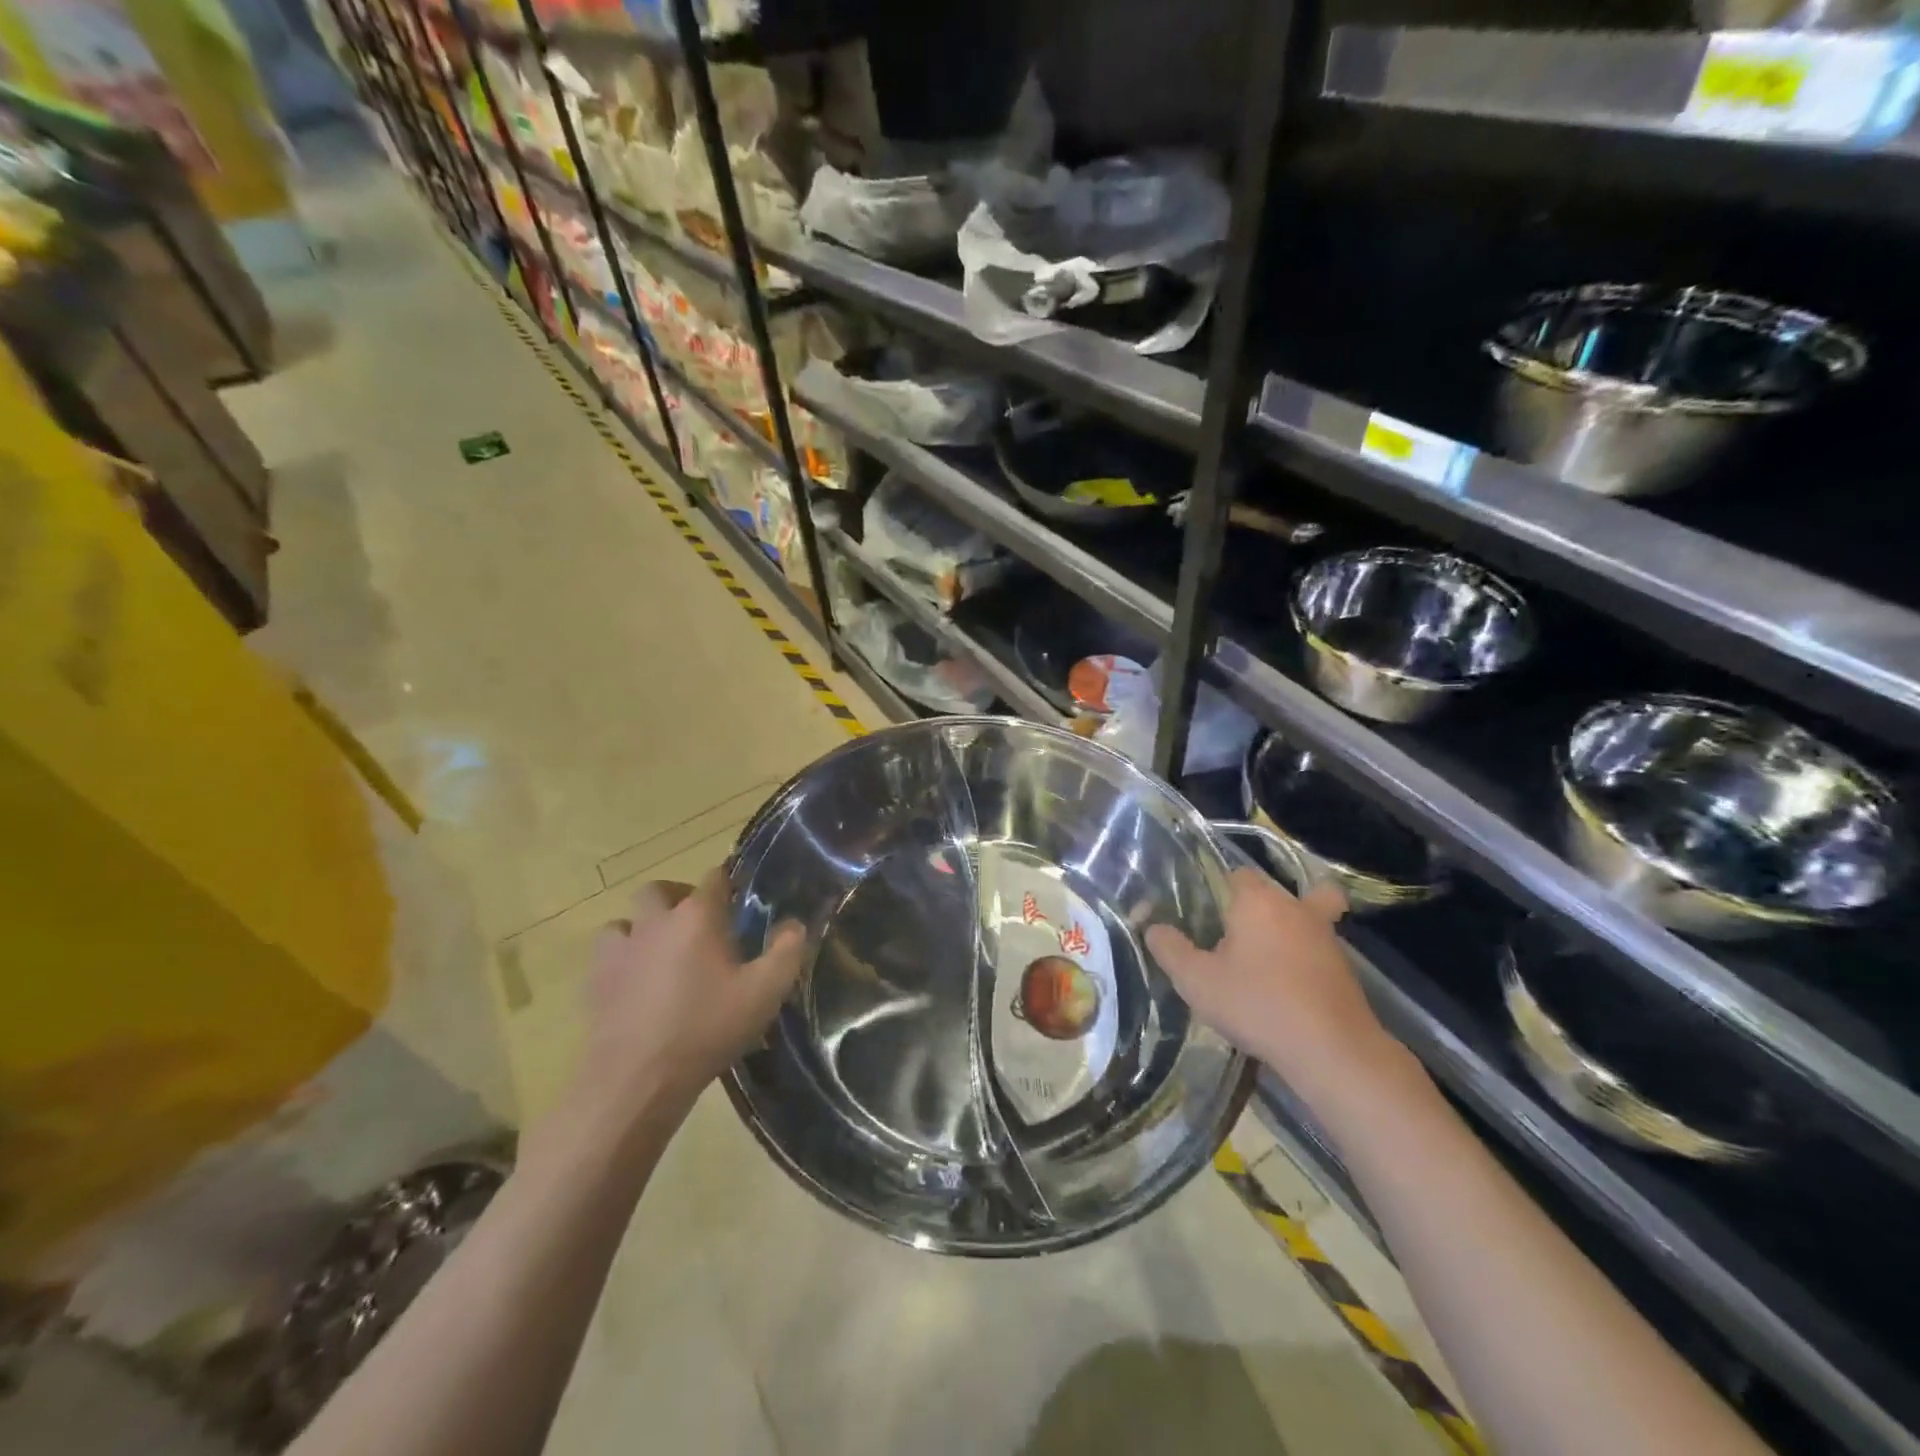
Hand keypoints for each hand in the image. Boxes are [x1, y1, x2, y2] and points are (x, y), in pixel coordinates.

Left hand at [576, 867, 805, 1121]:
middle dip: (678, 898)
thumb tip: (794, 924)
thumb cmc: (706, 1029)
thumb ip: (787, 951)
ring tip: (662, 954)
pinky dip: (622, 960)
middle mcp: (655, 922)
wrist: (637, 1079)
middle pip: (658, 890)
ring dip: (643, 928)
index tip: (740, 901)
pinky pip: (607, 956)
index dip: (729, 884)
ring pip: (625, 921)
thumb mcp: (765, 992)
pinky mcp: (595, 981)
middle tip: (697, 925)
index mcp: (696, 917)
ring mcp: (620, 950)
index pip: (714, 878)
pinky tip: (635, 983)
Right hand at [1147, 868, 1398, 1102]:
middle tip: (1234, 935)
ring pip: (1304, 917)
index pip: (1237, 873)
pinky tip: (1286, 986)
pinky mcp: (1344, 969)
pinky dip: (1304, 960)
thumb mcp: (1196, 980)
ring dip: (1287, 930)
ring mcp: (1326, 937)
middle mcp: (1295, 908)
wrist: (1332, 1050)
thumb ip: (1170, 949)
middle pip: (1274, 893)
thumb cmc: (1257, 1004)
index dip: (1219, 888)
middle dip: (1258, 907)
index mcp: (1257, 901)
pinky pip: (1318, 950)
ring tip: (1261, 961)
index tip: (1205, 914)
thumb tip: (1153, 927)